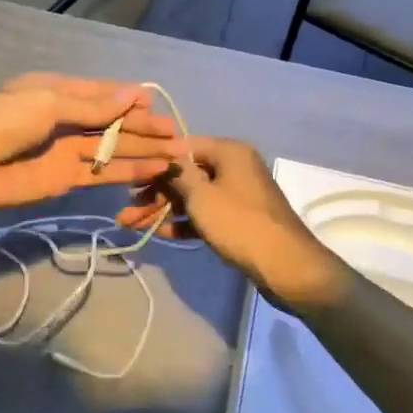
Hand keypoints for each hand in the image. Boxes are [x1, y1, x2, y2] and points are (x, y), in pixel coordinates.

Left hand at [0, 74, 179, 223]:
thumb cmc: (3, 121)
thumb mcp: (48, 102)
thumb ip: (93, 105)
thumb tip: (134, 95)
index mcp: (54, 91)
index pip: (100, 93)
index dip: (128, 99)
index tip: (156, 105)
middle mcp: (63, 118)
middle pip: (110, 122)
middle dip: (142, 127)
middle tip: (176, 134)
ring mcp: (65, 150)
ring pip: (111, 148)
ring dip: (142, 150)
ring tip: (177, 154)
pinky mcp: (66, 179)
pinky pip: (102, 172)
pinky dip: (127, 170)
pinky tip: (154, 169)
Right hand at [115, 137, 345, 306]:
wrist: (285, 266)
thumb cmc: (239, 223)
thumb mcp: (201, 195)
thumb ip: (177, 174)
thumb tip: (164, 157)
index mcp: (229, 152)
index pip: (184, 146)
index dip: (156, 159)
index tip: (130, 173)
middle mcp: (235, 166)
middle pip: (187, 173)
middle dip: (155, 191)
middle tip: (127, 206)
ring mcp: (238, 194)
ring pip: (193, 196)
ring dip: (164, 209)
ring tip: (132, 223)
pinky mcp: (239, 219)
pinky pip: (206, 214)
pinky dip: (185, 222)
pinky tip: (160, 233)